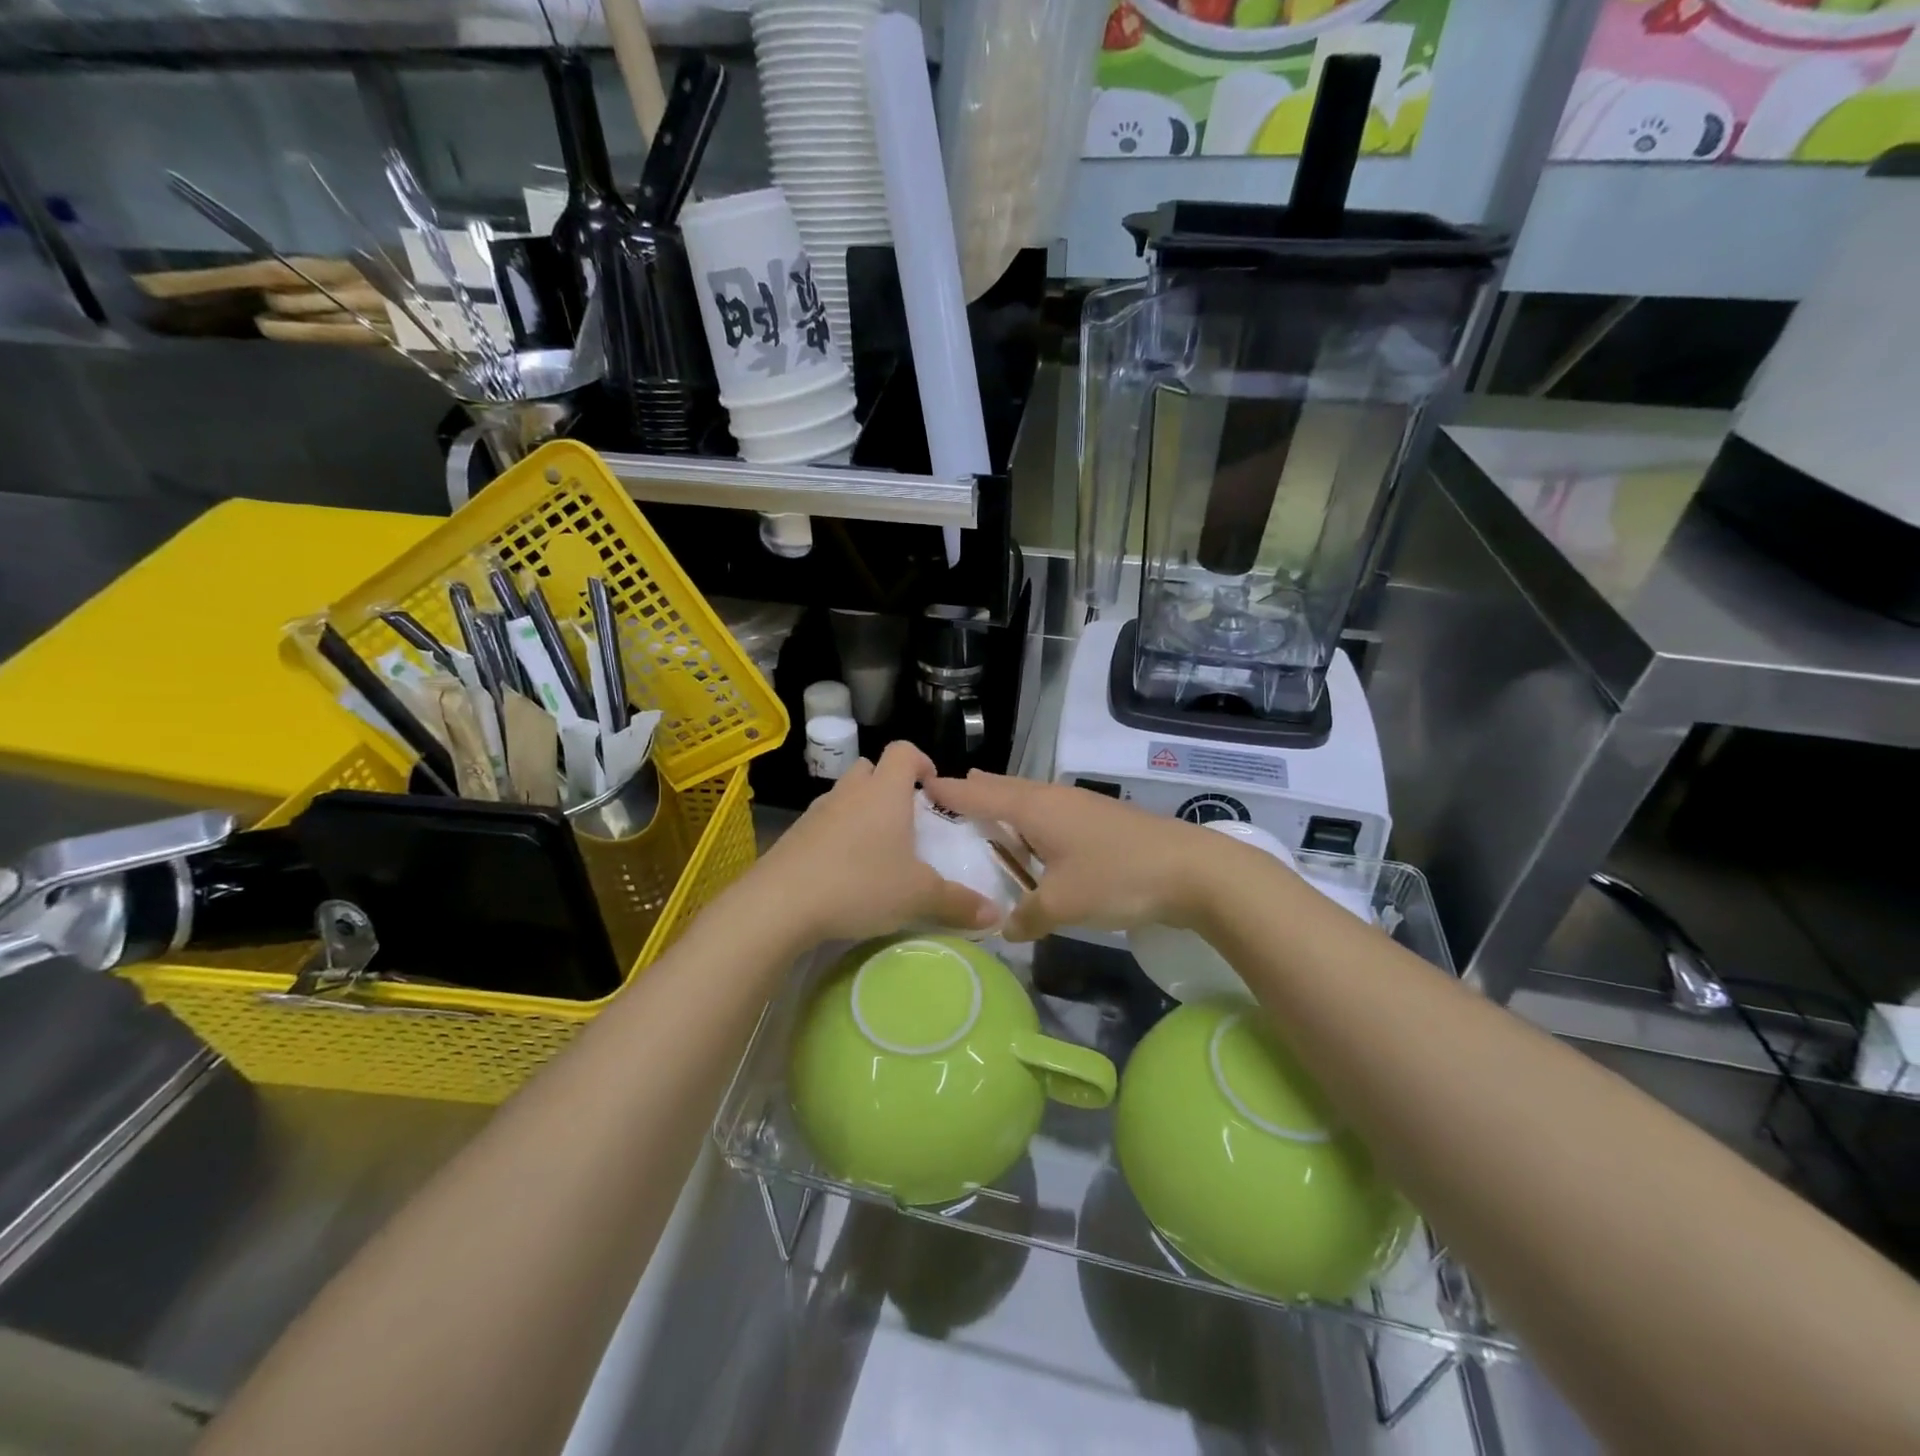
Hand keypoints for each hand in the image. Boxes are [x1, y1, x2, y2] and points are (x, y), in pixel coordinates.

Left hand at [749, 742, 1000, 945]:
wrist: (780, 904)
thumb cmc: (859, 885)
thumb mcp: (918, 896)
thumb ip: (958, 903)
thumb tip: (996, 914)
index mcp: (885, 792)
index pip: (903, 751)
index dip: (921, 760)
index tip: (932, 786)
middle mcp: (850, 792)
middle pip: (871, 768)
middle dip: (889, 786)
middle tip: (905, 819)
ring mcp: (817, 812)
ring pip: (845, 796)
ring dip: (861, 810)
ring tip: (875, 848)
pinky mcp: (793, 835)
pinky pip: (823, 823)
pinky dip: (836, 835)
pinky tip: (843, 870)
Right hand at [926, 771, 1238, 941]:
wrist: (1192, 870)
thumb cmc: (1117, 878)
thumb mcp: (1062, 905)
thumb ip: (1026, 917)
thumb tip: (1006, 928)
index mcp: (1034, 808)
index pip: (979, 795)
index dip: (949, 792)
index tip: (920, 785)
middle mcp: (1052, 798)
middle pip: (1004, 789)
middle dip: (975, 792)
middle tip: (947, 797)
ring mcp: (1079, 807)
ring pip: (1029, 800)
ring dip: (1004, 807)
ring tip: (984, 815)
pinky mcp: (1099, 822)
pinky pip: (1049, 815)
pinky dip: (1029, 823)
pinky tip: (1034, 843)